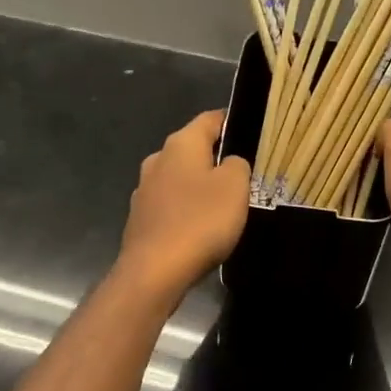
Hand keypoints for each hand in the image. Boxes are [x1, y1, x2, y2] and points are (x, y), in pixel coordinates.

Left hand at [117, 111, 251, 299]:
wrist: (154, 271)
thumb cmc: (200, 221)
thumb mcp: (235, 186)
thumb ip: (237, 165)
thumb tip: (229, 162)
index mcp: (181, 144)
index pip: (210, 119)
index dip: (231, 122)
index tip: (251, 132)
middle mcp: (157, 159)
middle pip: (192, 149)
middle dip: (215, 157)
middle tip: (243, 174)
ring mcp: (144, 189)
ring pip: (179, 177)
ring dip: (198, 185)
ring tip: (223, 203)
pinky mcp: (140, 218)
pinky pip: (170, 204)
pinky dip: (185, 209)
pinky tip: (199, 227)